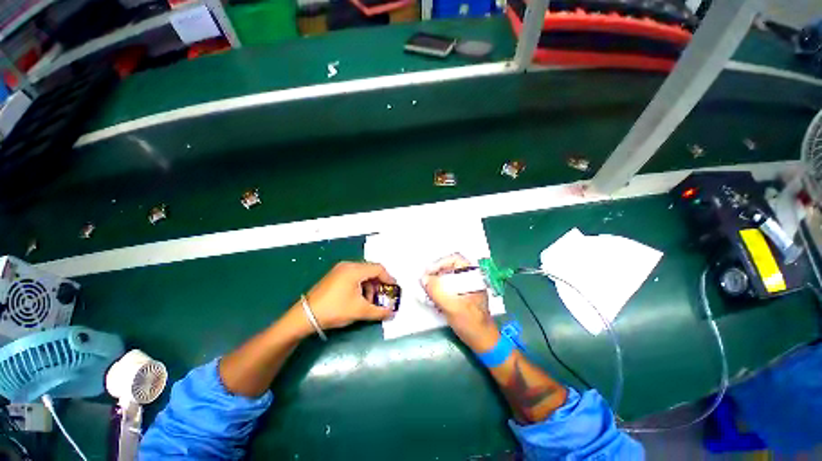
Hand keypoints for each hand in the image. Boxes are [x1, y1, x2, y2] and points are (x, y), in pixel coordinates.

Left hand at [305, 261, 396, 329]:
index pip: (378, 269)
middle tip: (382, 296)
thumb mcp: (360, 311)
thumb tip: (392, 314)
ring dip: (369, 286)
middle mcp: (348, 265)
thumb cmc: (335, 309)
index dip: (388, 278)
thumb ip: (379, 311)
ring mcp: (340, 270)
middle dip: (378, 284)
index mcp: (355, 270)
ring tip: (369, 301)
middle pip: (370, 270)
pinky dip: (360, 285)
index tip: (394, 288)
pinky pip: (353, 276)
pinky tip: (358, 298)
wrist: (305, 316)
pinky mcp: (334, 276)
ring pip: (362, 274)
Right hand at [422, 254, 499, 352]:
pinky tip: (432, 298)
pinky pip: (447, 287)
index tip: (428, 273)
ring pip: (447, 277)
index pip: (455, 259)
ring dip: (435, 282)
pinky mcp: (462, 295)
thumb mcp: (452, 306)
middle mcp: (470, 278)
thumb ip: (437, 291)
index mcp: (473, 276)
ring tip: (425, 290)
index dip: (440, 263)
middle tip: (424, 281)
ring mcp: (466, 287)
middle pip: (449, 267)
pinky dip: (438, 290)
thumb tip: (423, 279)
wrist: (483, 341)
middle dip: (435, 273)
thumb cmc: (471, 323)